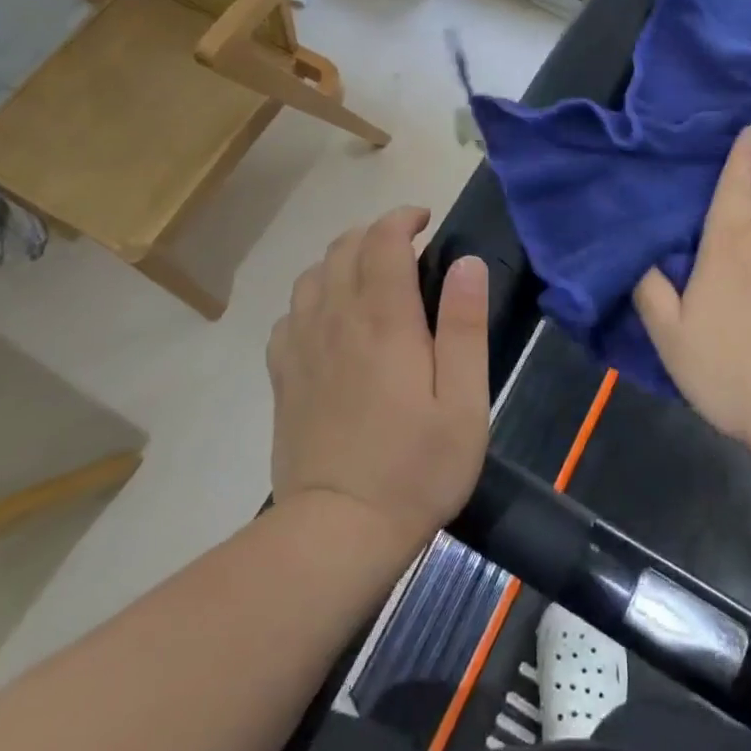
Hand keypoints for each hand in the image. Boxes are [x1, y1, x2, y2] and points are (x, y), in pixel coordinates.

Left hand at [268, 208, 489, 550]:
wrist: (338, 532)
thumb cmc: (416, 467)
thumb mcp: (464, 401)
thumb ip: (465, 325)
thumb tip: (467, 262)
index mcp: (384, 320)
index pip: (383, 240)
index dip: (402, 218)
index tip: (425, 220)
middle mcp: (336, 319)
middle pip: (343, 247)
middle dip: (374, 232)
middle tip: (405, 247)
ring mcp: (302, 346)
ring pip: (312, 274)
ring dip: (342, 259)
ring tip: (370, 276)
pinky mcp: (283, 375)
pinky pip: (289, 313)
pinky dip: (312, 297)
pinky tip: (331, 319)